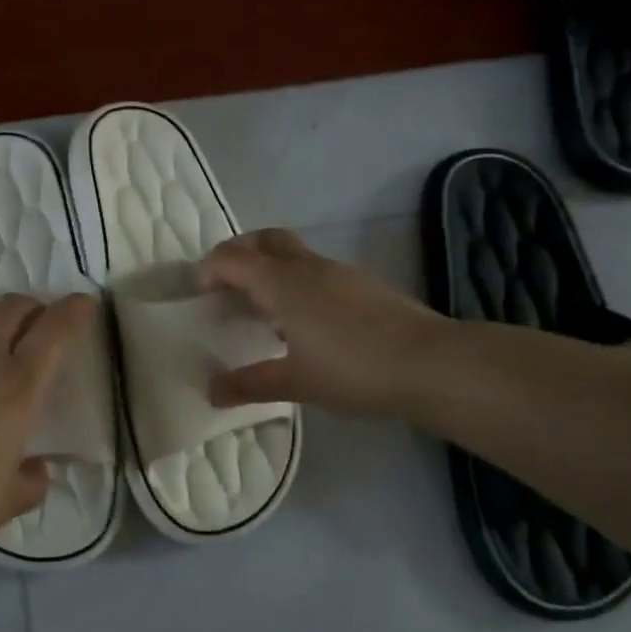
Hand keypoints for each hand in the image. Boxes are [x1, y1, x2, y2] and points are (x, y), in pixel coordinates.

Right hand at [199, 229, 442, 415]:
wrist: (430, 363)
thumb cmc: (353, 370)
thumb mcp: (296, 382)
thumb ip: (251, 384)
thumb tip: (212, 392)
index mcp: (281, 283)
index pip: (233, 259)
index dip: (210, 269)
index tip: (200, 292)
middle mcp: (307, 267)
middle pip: (264, 240)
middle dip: (239, 252)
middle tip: (227, 283)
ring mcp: (339, 271)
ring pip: (293, 253)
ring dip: (271, 268)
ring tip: (264, 307)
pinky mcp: (363, 283)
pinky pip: (316, 270)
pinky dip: (298, 281)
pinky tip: (306, 319)